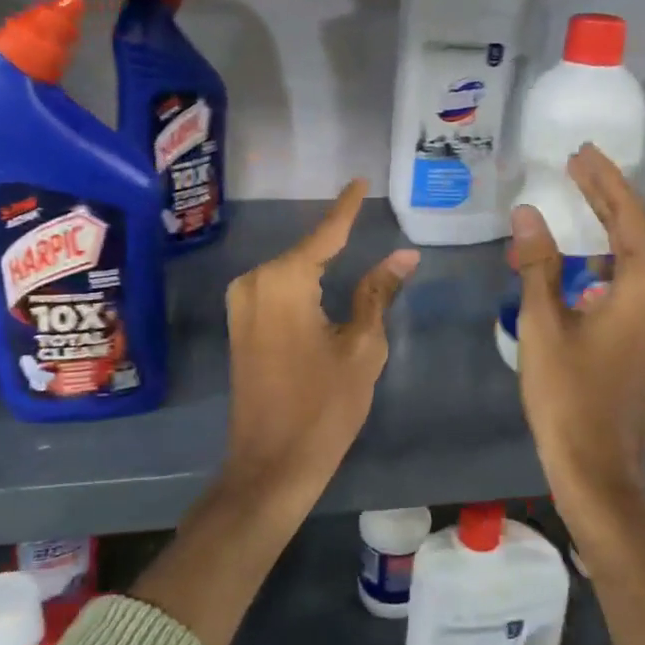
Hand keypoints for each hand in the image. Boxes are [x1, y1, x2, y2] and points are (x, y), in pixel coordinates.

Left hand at [223, 179, 418, 509]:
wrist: (271, 464)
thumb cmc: (324, 406)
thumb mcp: (362, 346)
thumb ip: (378, 292)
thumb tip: (404, 254)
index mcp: (283, 281)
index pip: (325, 233)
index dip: (346, 207)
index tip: (359, 180)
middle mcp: (254, 282)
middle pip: (306, 252)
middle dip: (336, 240)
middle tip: (366, 218)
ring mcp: (241, 305)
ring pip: (290, 271)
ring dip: (320, 264)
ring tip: (354, 247)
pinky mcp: (240, 325)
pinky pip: (277, 291)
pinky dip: (303, 285)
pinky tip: (326, 285)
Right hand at [511, 145, 644, 495]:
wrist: (598, 466)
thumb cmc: (567, 394)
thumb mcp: (543, 324)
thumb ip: (538, 264)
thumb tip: (527, 213)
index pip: (627, 217)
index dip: (604, 180)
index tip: (580, 152)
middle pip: (643, 233)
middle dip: (610, 198)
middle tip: (579, 169)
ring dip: (614, 231)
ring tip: (582, 206)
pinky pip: (642, 285)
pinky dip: (616, 263)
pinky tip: (588, 266)